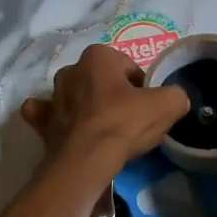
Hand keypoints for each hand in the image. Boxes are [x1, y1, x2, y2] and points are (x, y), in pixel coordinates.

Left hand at [21, 45, 188, 177]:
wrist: (85, 161)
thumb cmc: (124, 124)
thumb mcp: (167, 105)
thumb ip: (175, 95)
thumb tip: (174, 99)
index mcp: (98, 56)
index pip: (129, 68)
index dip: (143, 88)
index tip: (149, 108)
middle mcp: (71, 69)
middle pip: (102, 81)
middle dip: (114, 95)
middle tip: (130, 121)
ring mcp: (52, 95)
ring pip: (75, 96)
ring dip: (87, 107)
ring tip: (104, 131)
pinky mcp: (41, 121)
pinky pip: (48, 114)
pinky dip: (57, 119)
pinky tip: (69, 130)